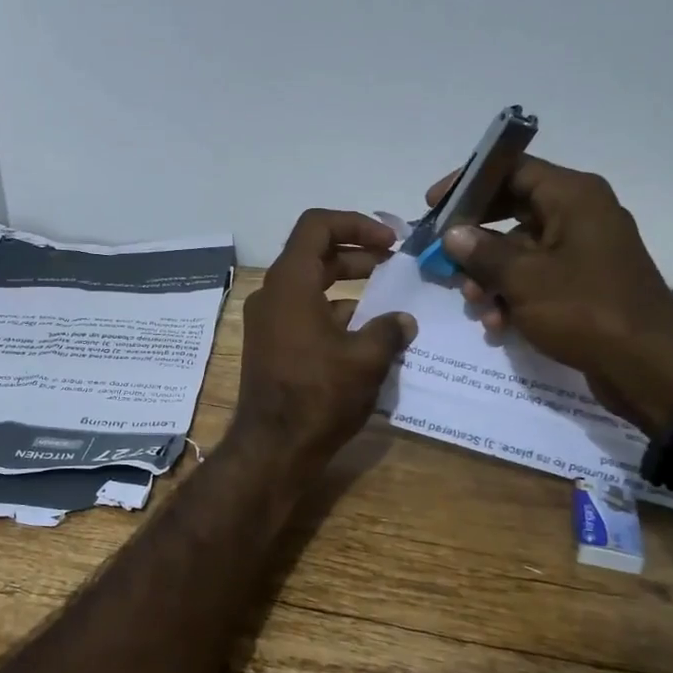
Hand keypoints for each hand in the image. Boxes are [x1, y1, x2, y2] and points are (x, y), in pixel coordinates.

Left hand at [231, 210, 417, 472]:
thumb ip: (389, 330)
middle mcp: (273, 294)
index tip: (390, 241)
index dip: (356, 224)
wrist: (273, 448)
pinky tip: (368, 337)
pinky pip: (305, 314)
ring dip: (349, 287)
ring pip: (311, 286)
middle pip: (315, 255)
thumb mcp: (365, 359)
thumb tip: (404, 320)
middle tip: (395, 264)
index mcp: (290, 283)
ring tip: (390, 302)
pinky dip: (335, 314)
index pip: (317, 226)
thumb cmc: (319, 395)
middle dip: (358, 255)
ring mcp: (269, 321)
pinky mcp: (271, 345)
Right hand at [425, 158, 672, 435]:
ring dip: (490, 275)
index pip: (512, 170)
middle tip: (444, 259)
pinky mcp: (584, 284)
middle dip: (475, 240)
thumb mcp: (523, 278)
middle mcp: (581, 214)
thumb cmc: (584, 310)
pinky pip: (537, 277)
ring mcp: (584, 251)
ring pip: (520, 249)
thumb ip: (481, 252)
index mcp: (573, 197)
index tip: (434, 205)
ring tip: (475, 303)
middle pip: (512, 210)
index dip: (469, 183)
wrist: (649, 367)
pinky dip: (513, 295)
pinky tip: (497, 324)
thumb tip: (453, 233)